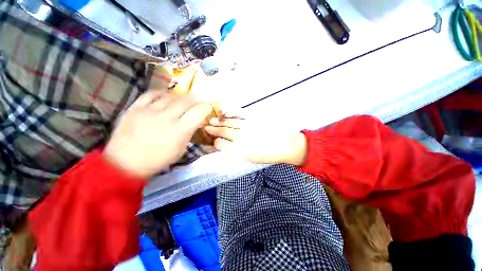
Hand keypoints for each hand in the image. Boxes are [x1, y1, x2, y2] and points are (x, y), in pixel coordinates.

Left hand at [103, 92, 212, 177]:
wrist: (125, 163)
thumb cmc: (158, 159)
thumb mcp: (180, 149)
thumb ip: (189, 133)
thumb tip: (195, 122)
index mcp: (180, 130)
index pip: (198, 112)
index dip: (206, 107)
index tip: (209, 106)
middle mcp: (167, 117)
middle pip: (186, 101)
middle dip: (196, 98)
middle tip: (199, 98)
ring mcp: (150, 111)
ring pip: (170, 96)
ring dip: (181, 96)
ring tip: (184, 98)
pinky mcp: (135, 108)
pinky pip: (151, 94)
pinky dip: (161, 93)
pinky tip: (165, 96)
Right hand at [205, 116, 307, 164]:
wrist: (285, 145)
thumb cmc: (268, 155)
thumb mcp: (250, 159)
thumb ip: (237, 152)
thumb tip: (228, 146)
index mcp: (238, 150)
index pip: (220, 145)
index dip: (215, 142)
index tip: (212, 141)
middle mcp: (239, 137)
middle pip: (222, 132)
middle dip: (213, 130)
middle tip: (206, 128)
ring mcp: (245, 126)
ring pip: (229, 123)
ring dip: (219, 122)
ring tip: (211, 120)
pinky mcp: (252, 118)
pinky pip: (239, 115)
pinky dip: (231, 114)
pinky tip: (226, 113)